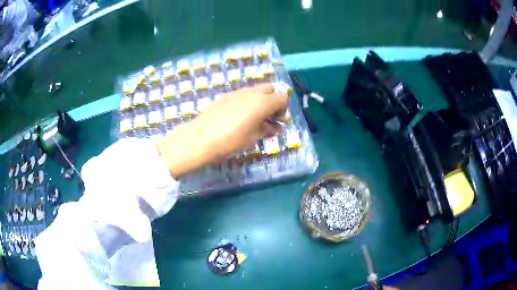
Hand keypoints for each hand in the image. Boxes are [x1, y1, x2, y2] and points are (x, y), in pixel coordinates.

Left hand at [156, 83, 288, 178]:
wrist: (199, 140)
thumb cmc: (230, 141)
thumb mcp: (252, 138)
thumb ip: (266, 130)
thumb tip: (273, 127)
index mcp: (262, 102)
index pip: (282, 98)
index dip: (283, 111)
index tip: (277, 124)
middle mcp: (251, 92)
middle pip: (270, 89)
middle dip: (273, 101)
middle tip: (268, 118)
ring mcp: (236, 92)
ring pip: (256, 90)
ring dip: (260, 101)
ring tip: (254, 119)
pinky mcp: (224, 96)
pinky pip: (242, 94)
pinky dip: (247, 102)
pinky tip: (239, 117)